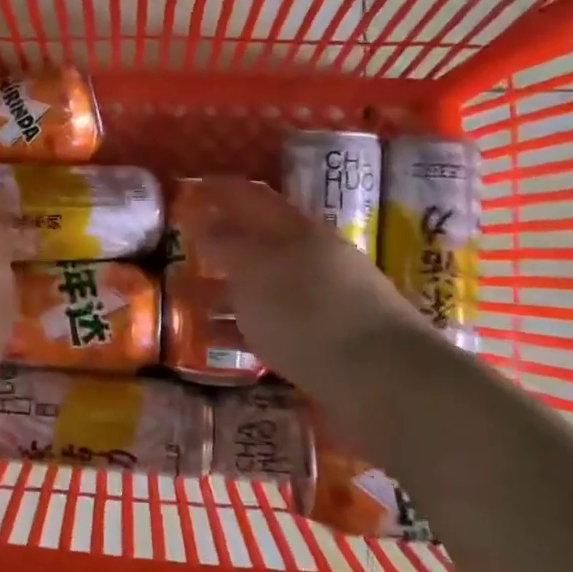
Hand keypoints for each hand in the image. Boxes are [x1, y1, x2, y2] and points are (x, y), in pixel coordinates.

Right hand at [183, 177, 429, 395]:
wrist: (385, 382)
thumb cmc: (309, 314)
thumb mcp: (256, 272)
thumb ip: (225, 243)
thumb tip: (202, 217)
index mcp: (300, 231)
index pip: (253, 198)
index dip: (221, 191)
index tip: (192, 189)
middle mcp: (315, 259)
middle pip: (262, 242)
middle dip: (224, 243)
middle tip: (187, 246)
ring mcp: (326, 301)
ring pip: (266, 285)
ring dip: (229, 288)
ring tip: (190, 297)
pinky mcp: (329, 342)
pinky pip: (274, 324)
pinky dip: (243, 327)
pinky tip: (219, 340)